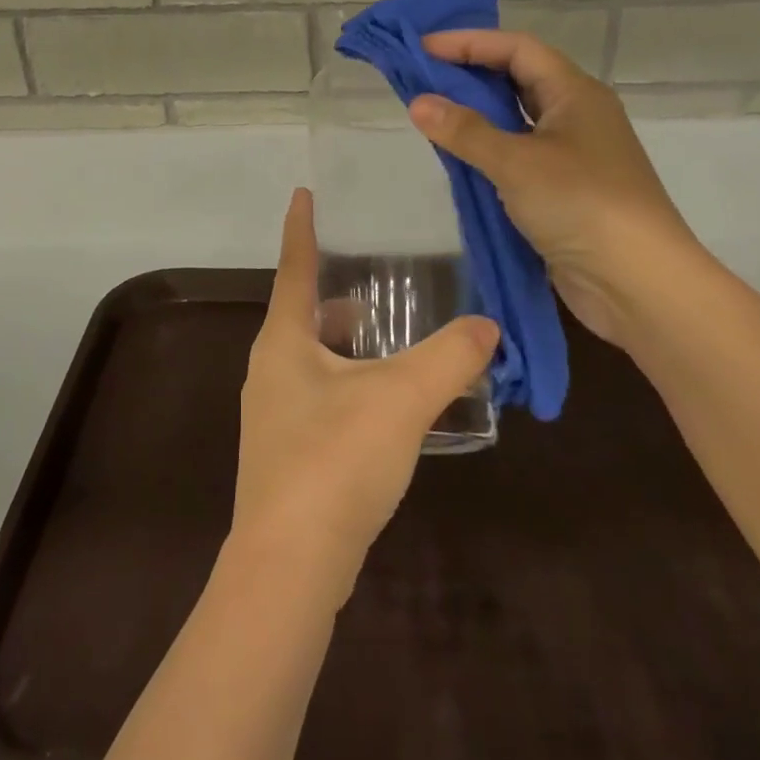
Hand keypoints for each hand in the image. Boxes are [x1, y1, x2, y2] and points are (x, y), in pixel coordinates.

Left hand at [230, 189, 498, 603]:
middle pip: (306, 314)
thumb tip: (488, 326)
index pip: (293, 265)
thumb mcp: (401, 399)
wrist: (290, 567)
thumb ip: (449, 358)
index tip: (303, 192)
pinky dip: (354, 383)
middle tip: (384, 275)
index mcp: (284, 340)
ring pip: (316, 358)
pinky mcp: (288, 452)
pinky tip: (392, 403)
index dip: (301, 227)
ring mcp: (275, 414)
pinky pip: (323, 396)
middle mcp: (271, 368)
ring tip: (398, 337)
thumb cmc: (335, 460)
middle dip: (340, 292)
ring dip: (351, 344)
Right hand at [408, 29, 709, 347]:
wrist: (638, 282)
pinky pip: (519, 156)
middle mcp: (577, 116)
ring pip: (518, 120)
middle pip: (519, 79)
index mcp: (576, 93)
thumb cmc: (581, 204)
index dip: (470, 42)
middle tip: (422, 77)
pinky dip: (488, 150)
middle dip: (471, 74)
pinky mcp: (565, 191)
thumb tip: (418, 102)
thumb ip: (465, 131)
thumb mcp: (517, 162)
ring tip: (432, 112)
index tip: (423, 49)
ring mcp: (573, 155)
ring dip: (478, 114)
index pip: (518, 49)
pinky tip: (458, 158)